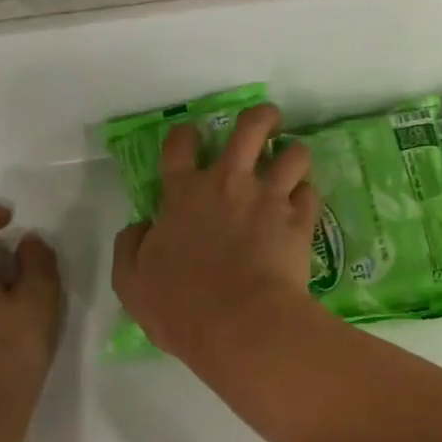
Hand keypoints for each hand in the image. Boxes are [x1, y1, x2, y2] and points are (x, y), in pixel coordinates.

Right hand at [112, 104, 320, 364]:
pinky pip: (310, 194)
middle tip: (267, 121)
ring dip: (294, 154)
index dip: (185, 134)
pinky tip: (303, 206)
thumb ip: (131, 247)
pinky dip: (307, 197)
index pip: (180, 145)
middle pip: (251, 128)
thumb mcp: (132, 282)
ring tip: (293, 162)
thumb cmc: (181, 306)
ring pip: (293, 154)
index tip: (191, 136)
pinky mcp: (300, 220)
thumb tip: (139, 227)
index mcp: (184, 194)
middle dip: (261, 118)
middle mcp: (229, 184)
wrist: (240, 324)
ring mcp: (269, 198)